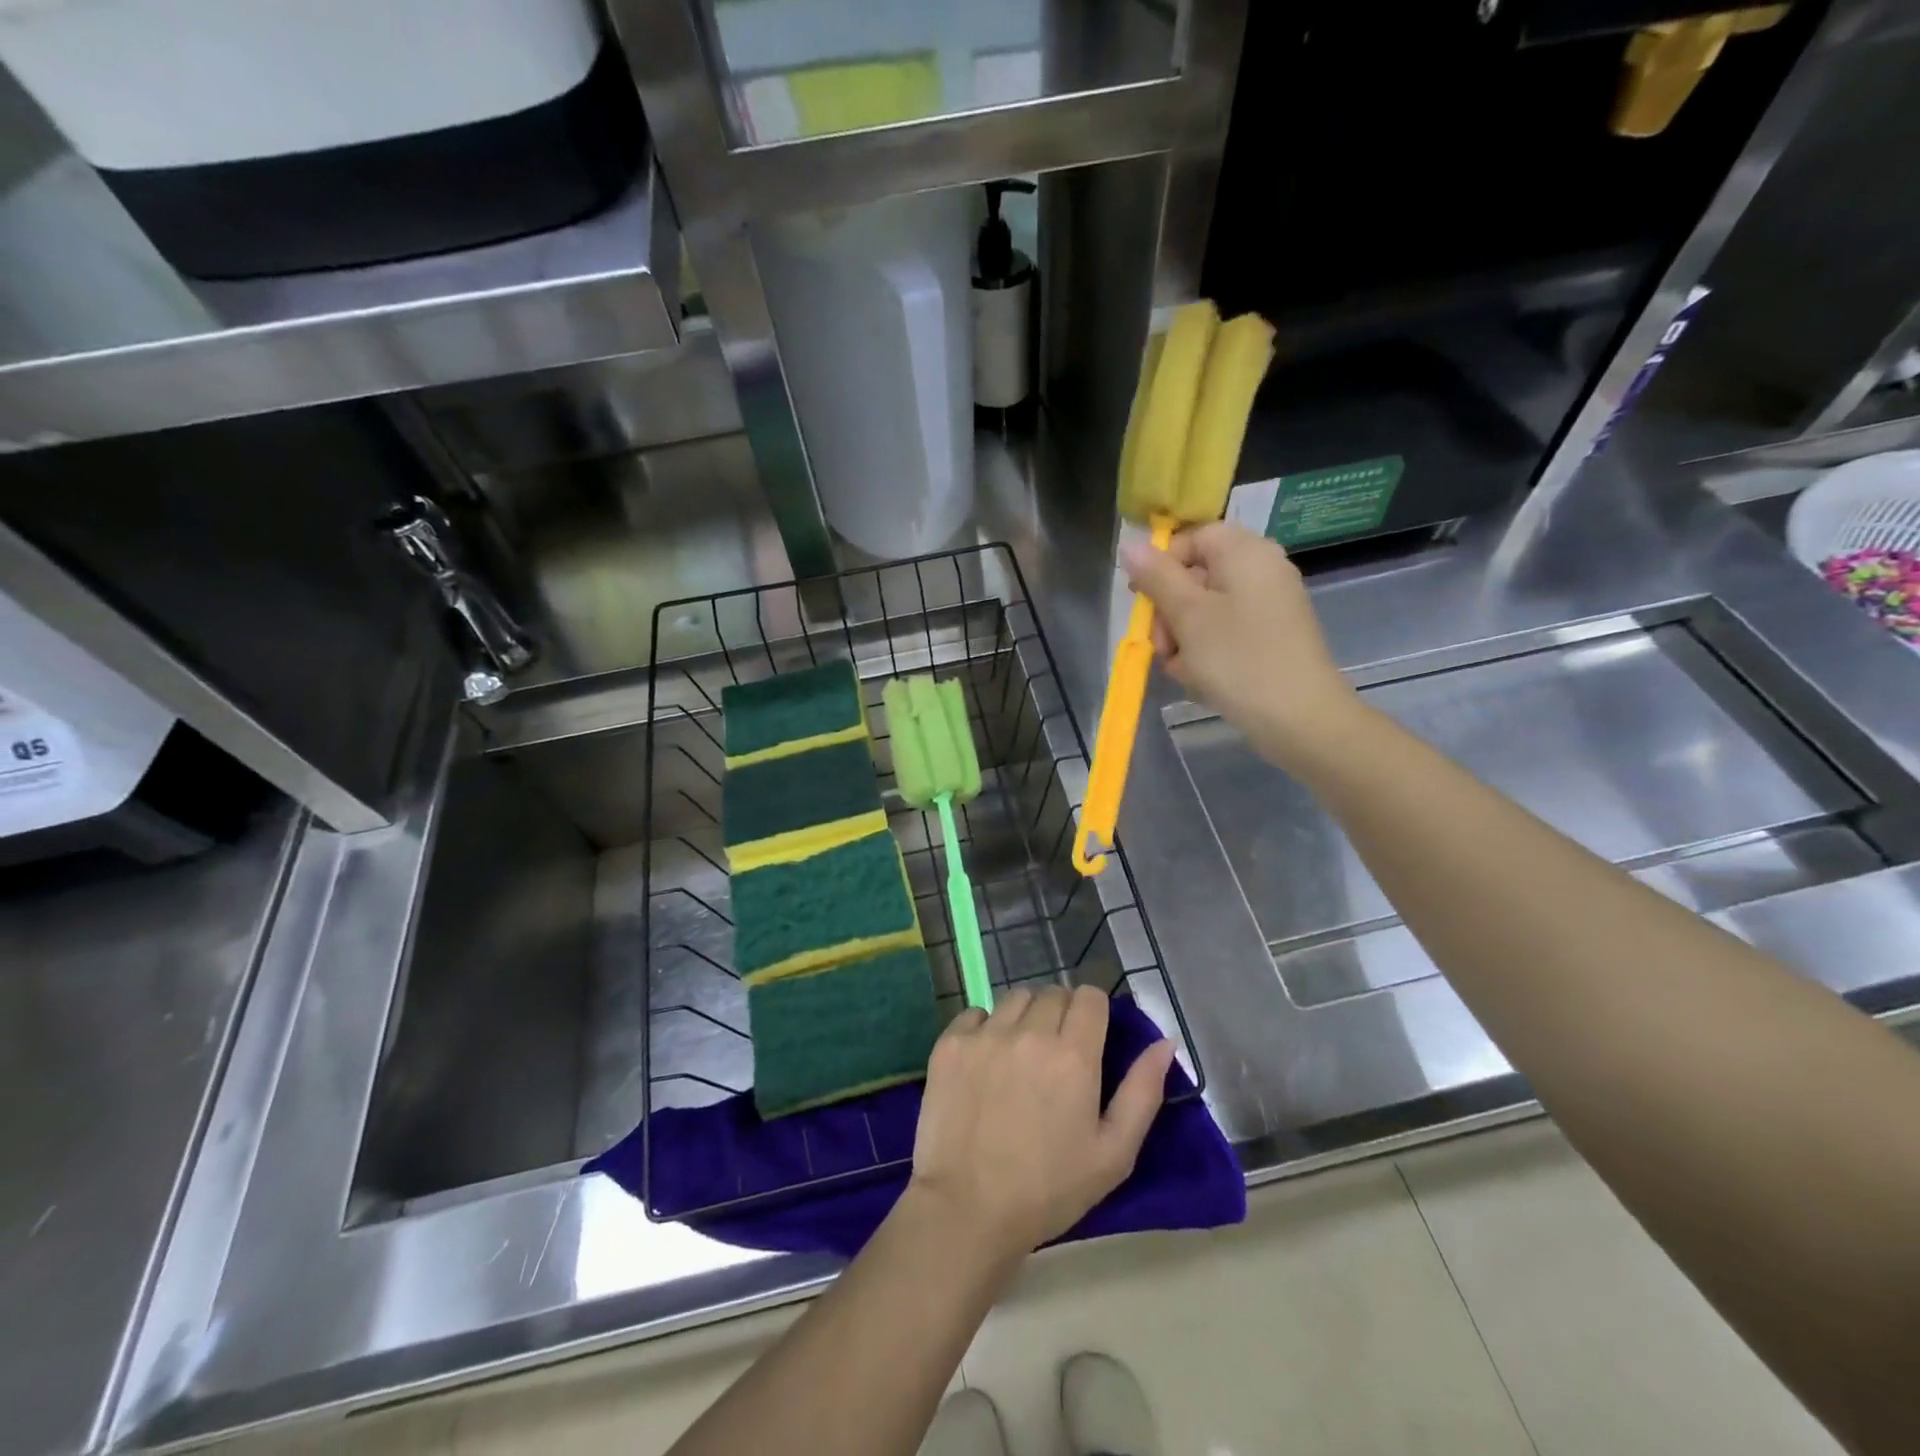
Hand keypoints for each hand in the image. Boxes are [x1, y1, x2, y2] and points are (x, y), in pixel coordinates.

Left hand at [907, 986, 1174, 1259]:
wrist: (968, 1210)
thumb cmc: (1049, 1189)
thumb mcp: (1113, 1153)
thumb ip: (1143, 1092)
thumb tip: (1164, 1043)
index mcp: (1074, 1055)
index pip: (1089, 996)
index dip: (1093, 1012)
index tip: (1089, 1037)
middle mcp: (1030, 1032)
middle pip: (1052, 994)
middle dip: (1060, 1015)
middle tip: (1055, 1055)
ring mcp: (985, 1035)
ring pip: (1014, 999)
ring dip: (1023, 1018)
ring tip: (1019, 1057)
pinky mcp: (950, 1044)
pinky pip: (974, 1014)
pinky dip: (983, 1029)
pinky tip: (984, 1063)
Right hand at [1123, 521, 1361, 770]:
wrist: (1300, 719)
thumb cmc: (1239, 659)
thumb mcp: (1188, 616)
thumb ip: (1157, 577)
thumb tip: (1131, 546)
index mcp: (1244, 552)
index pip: (1190, 538)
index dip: (1160, 566)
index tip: (1142, 602)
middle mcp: (1261, 569)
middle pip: (1196, 575)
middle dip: (1170, 612)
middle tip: (1162, 647)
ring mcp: (1270, 605)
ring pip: (1206, 610)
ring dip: (1183, 639)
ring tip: (1184, 671)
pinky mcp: (1272, 637)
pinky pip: (1226, 633)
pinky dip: (1207, 653)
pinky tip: (1202, 681)